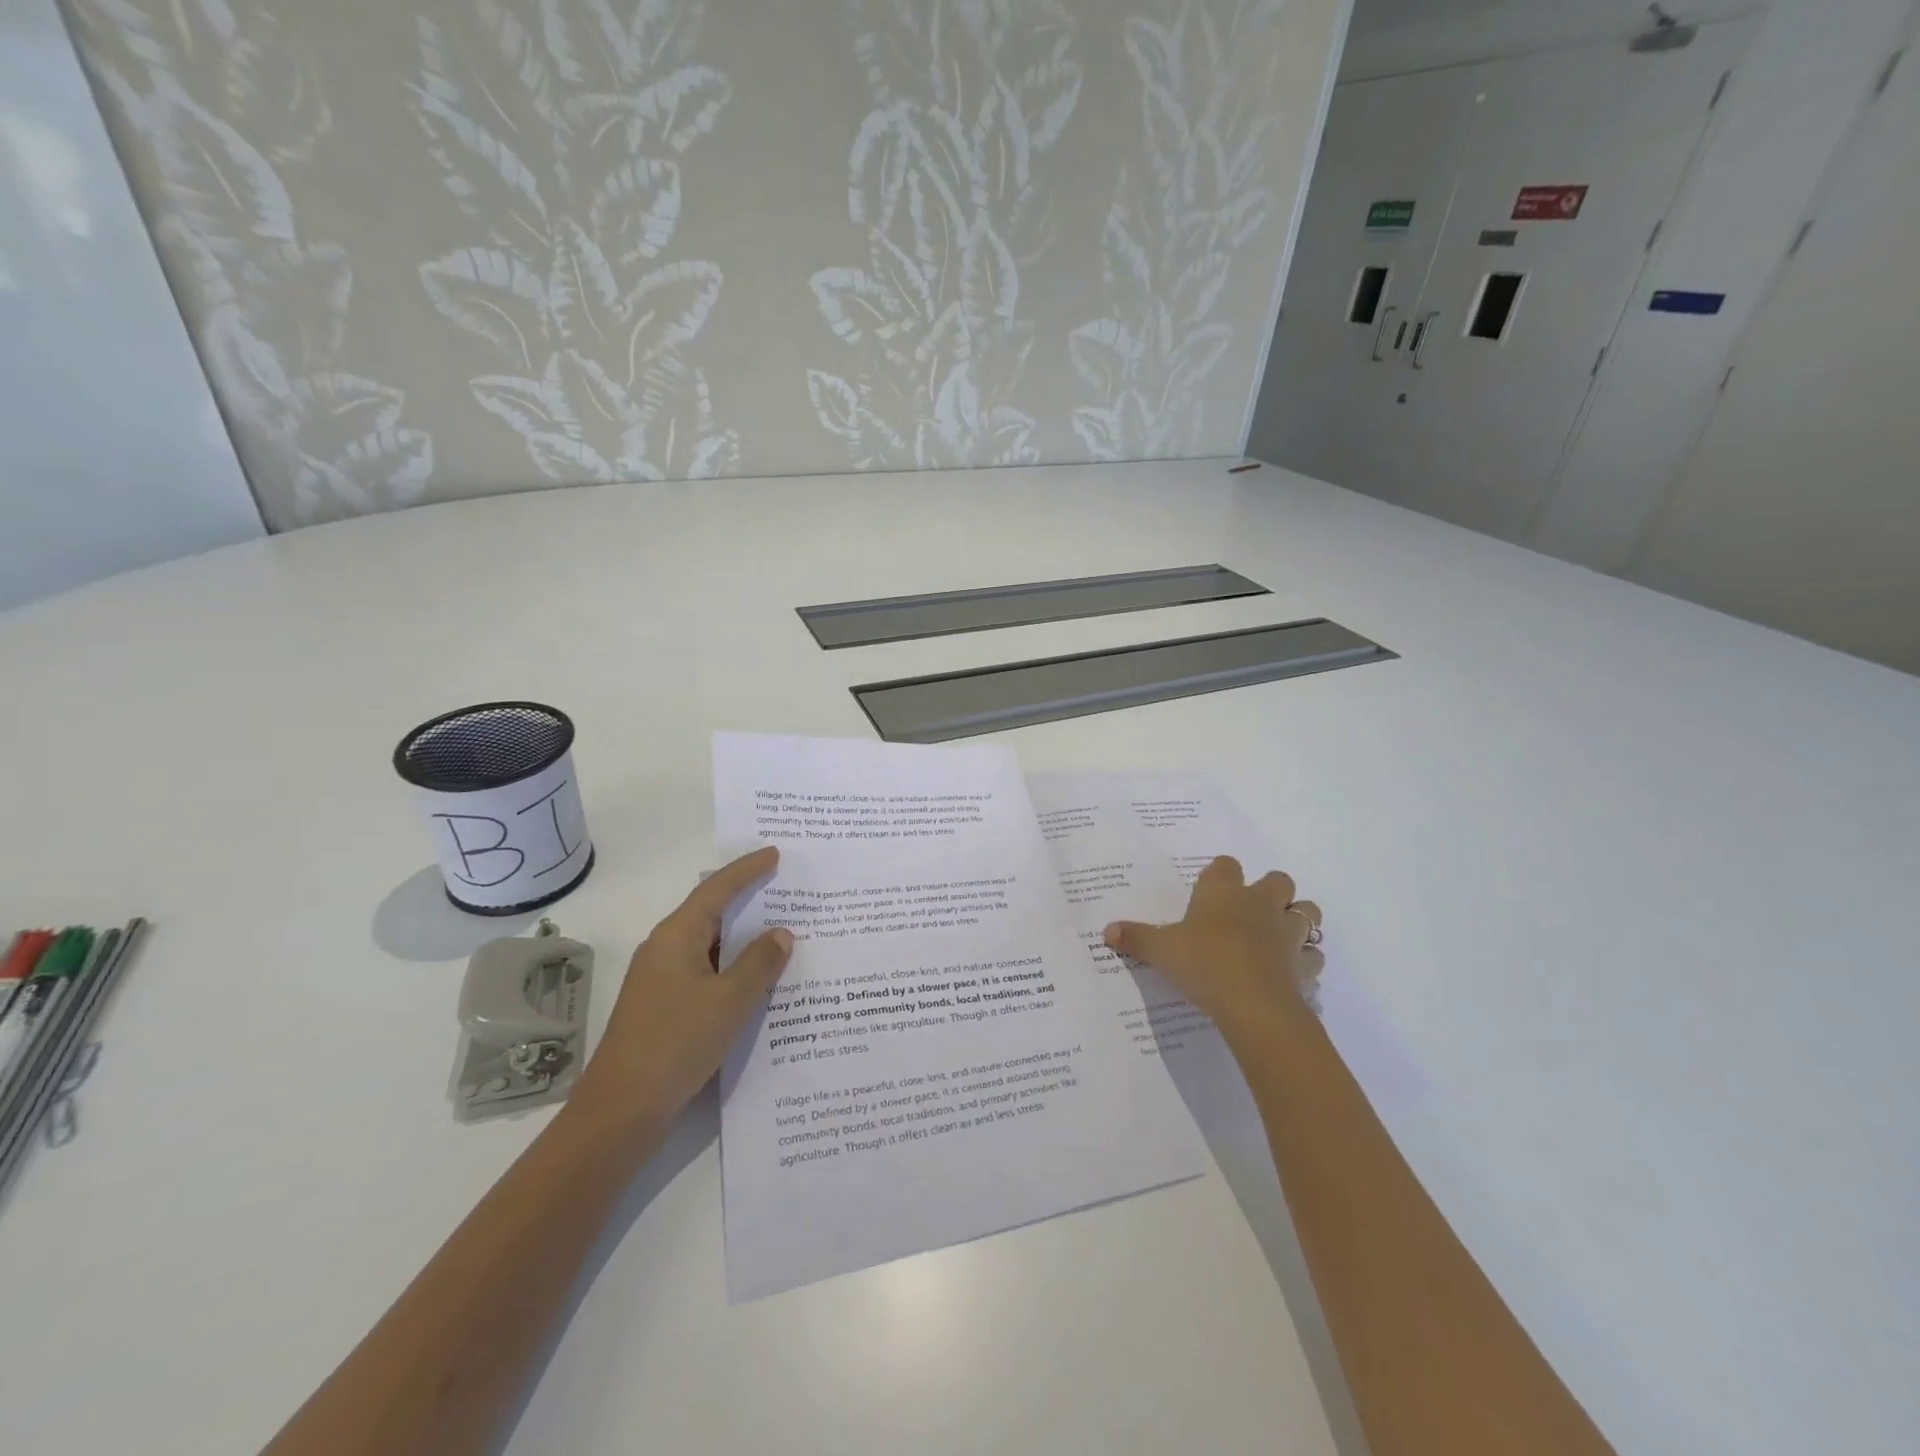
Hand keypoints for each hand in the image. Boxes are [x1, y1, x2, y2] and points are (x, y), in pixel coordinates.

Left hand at [575, 846, 792, 1128]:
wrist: (622, 1109)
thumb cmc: (677, 1042)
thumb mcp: (730, 1000)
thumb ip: (759, 963)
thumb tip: (781, 933)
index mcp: (676, 936)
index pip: (717, 889)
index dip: (747, 870)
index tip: (774, 854)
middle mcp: (665, 949)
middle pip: (711, 912)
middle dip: (747, 900)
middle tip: (785, 888)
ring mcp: (661, 979)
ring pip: (710, 945)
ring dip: (742, 938)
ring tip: (781, 931)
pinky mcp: (664, 1006)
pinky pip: (706, 971)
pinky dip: (732, 966)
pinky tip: (757, 979)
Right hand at [1104, 856, 1322, 1037]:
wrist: (1252, 1004)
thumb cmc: (1203, 962)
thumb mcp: (1160, 950)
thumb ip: (1136, 938)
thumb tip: (1106, 931)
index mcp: (1224, 893)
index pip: (1225, 865)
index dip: (1219, 873)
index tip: (1208, 888)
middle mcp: (1260, 905)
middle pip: (1279, 880)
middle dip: (1271, 891)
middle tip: (1250, 910)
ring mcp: (1288, 934)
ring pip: (1308, 913)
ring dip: (1297, 921)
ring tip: (1278, 937)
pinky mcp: (1304, 966)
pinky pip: (1313, 957)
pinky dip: (1305, 962)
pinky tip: (1289, 972)